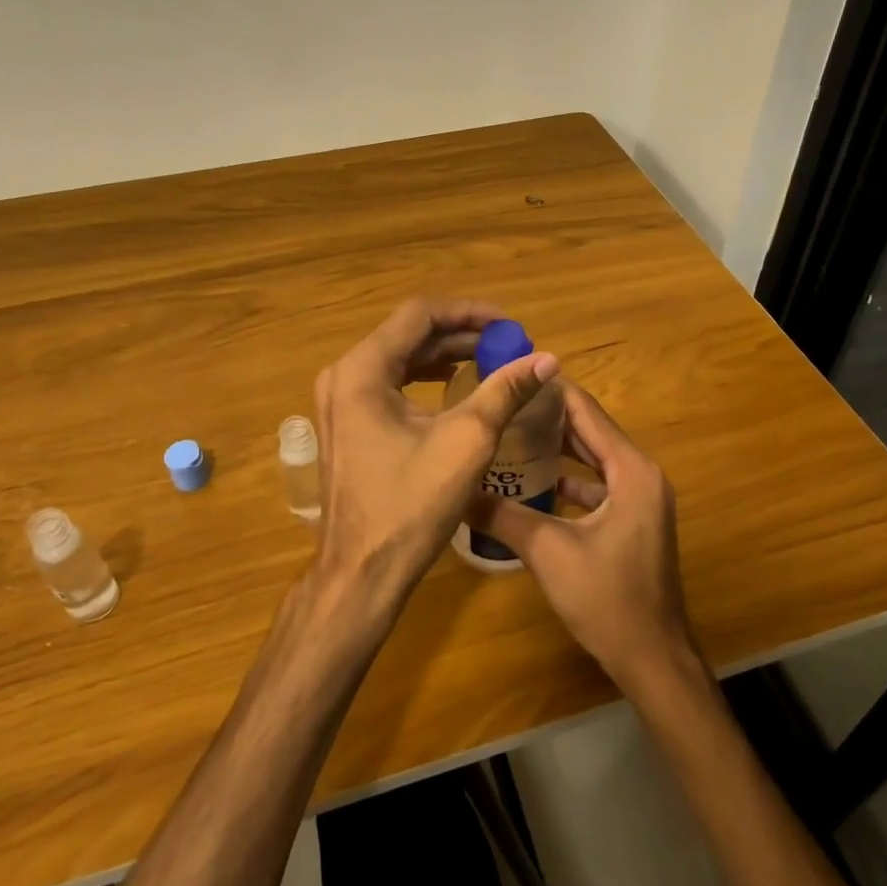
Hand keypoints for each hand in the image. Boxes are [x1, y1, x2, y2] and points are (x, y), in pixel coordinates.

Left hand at [312, 298, 557, 619]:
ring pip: (399, 359)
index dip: (470, 312)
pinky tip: (456, 386)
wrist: (362, 573)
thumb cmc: (411, 506)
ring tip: (491, 359)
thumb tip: (547, 359)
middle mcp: (343, 376)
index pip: (420, 314)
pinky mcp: (347, 424)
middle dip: (461, 334)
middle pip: (407, 334)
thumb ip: (505, 391)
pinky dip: (425, 379)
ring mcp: (340, 401)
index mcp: (362, 370)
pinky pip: (389, 384)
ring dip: (445, 355)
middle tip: (508, 344)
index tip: (510, 324)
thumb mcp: (467, 441)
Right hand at [465, 381, 698, 692]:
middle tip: (501, 405)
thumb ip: (501, 516)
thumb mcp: (547, 551)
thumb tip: (455, 491)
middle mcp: (641, 474)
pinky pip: (597, 485)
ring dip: (557, 448)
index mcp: (630, 470)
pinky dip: (569, 480)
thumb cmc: (607, 599)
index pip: (586, 411)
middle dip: (547, 417)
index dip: (548, 391)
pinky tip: (532, 483)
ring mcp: (640, 499)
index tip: (509, 376)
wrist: (653, 659)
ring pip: (593, 459)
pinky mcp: (633, 521)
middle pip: (590, 431)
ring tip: (509, 435)